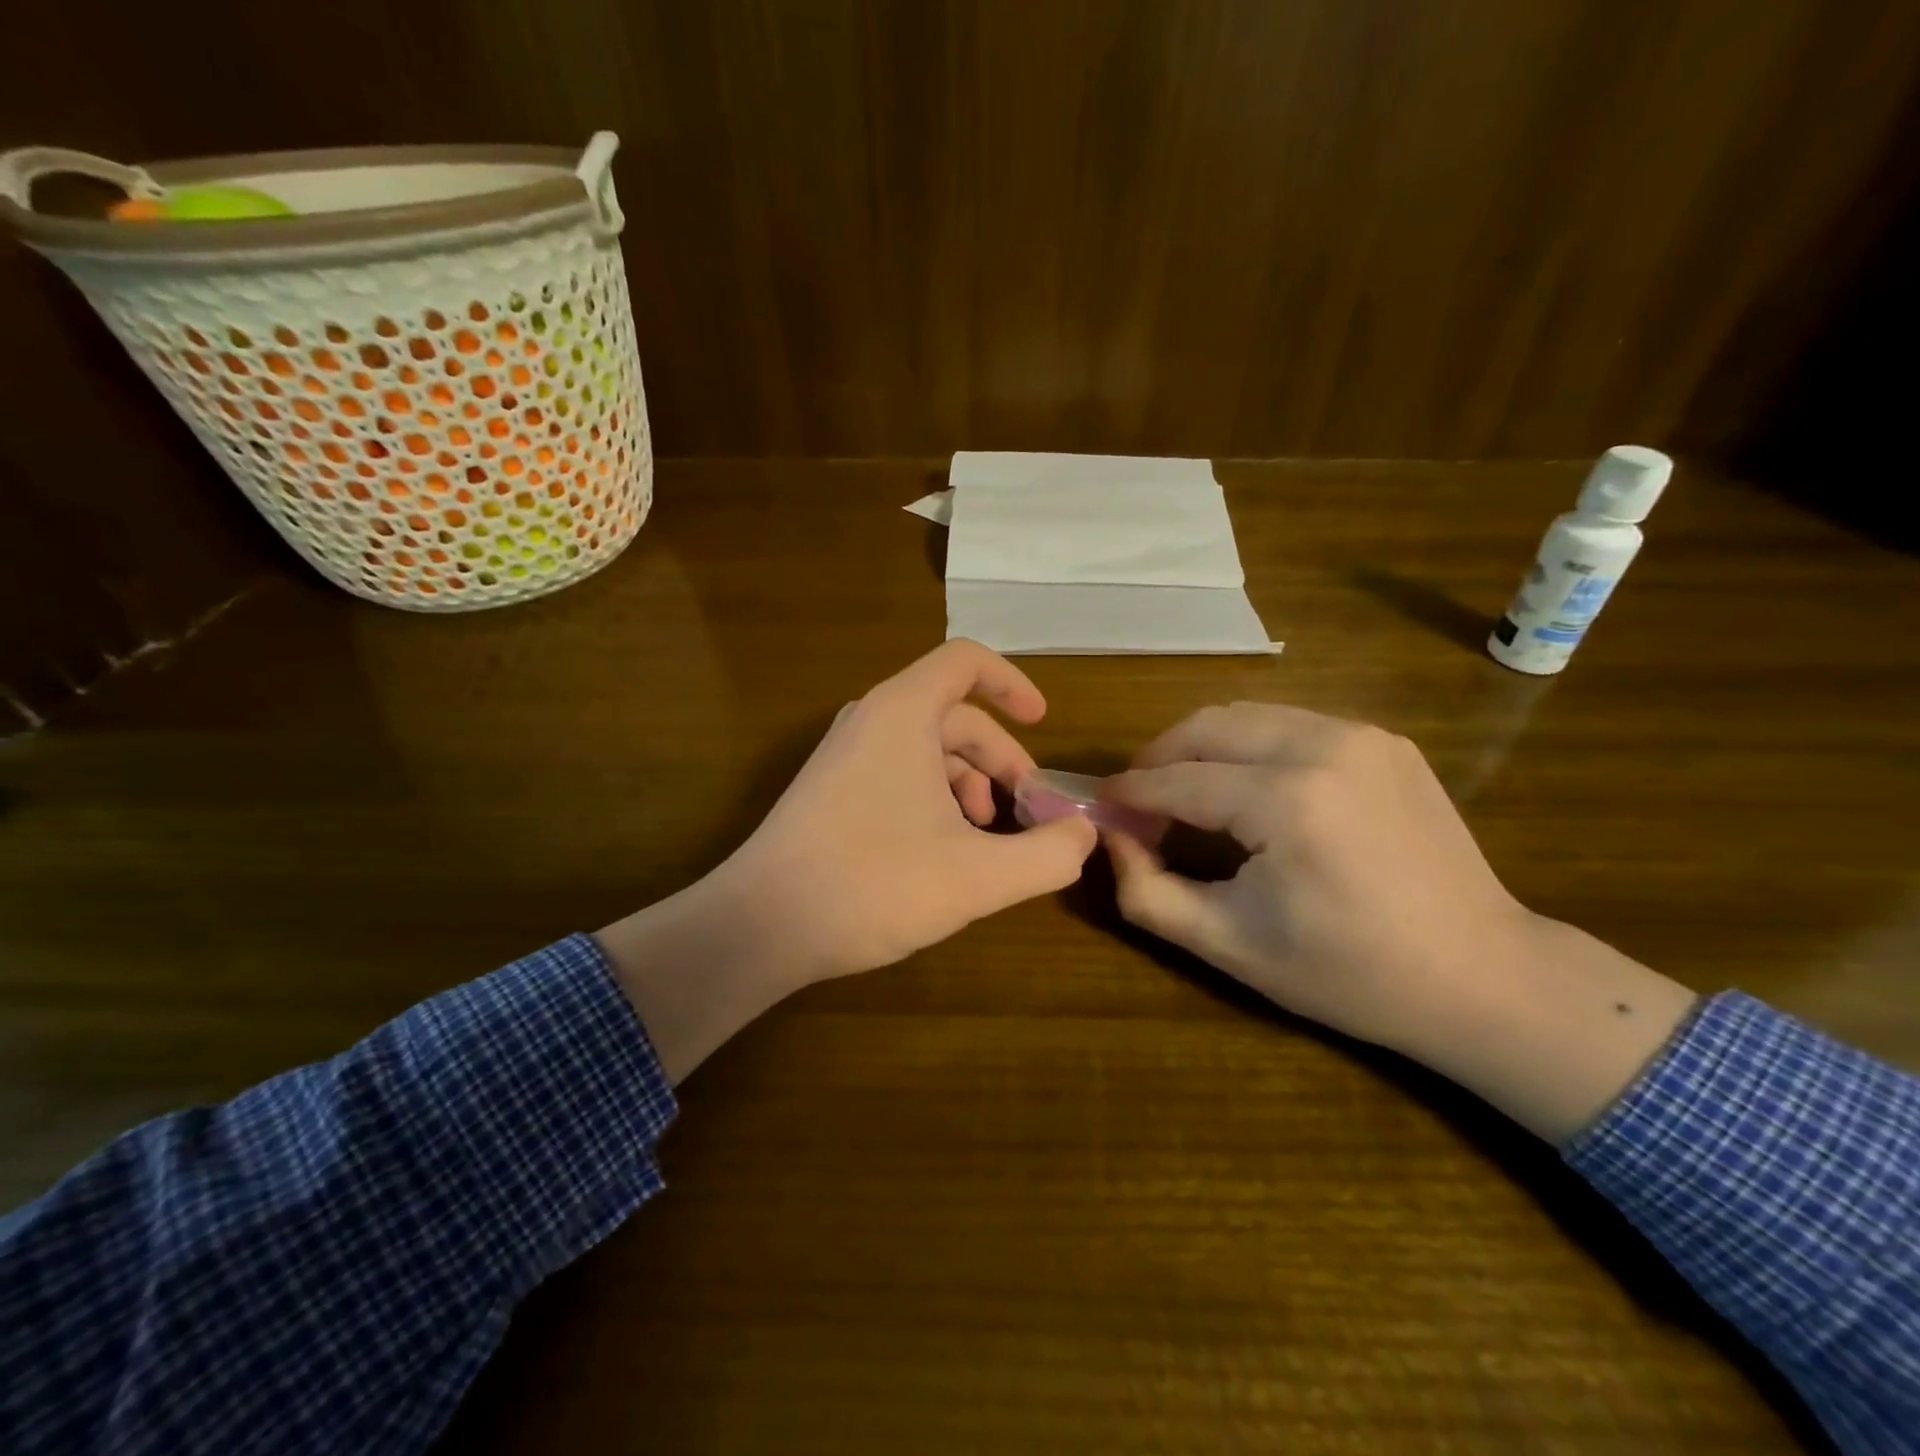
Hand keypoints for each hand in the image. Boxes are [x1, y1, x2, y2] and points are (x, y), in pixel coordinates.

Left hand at [599, 641, 1096, 1080]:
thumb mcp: (977, 876)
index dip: (1012, 685)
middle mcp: (870, 721)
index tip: (1044, 724)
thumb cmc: (873, 884)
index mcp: (903, 713)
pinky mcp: (829, 792)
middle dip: (1001, 761)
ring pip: (926, 752)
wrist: (760, 925)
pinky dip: (933, 801)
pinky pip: (897, 775)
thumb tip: (1085, 835)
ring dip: (968, 786)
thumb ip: (1046, 854)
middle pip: (955, 717)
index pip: (966, 662)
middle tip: (1028, 812)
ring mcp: (844, 757)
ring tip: (986, 840)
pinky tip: (943, 854)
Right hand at [1100, 703, 1531, 1051]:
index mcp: (1287, 801)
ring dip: (1199, 747)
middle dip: (1157, 757)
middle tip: (1138, 800)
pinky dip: (1248, 746)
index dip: (1129, 792)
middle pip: (1205, 726)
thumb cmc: (1348, 973)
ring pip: (1245, 715)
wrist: (1484, 976)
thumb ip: (1147, 890)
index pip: (1177, 779)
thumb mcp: (1228, 945)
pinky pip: (1289, 724)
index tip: (1100, 808)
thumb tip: (1110, 836)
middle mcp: (1324, 746)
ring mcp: (1360, 735)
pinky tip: (1245, 788)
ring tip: (1184, 792)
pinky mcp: (1382, 740)